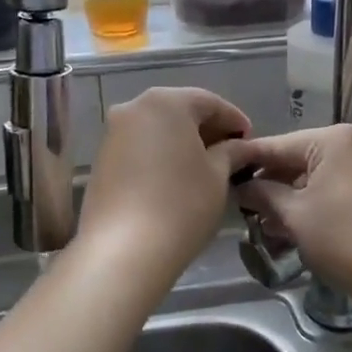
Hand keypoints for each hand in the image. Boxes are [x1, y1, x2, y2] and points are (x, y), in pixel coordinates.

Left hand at [77, 87, 253, 277]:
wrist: (123, 249)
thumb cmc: (181, 205)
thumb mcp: (217, 175)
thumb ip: (231, 152)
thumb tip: (241, 146)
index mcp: (166, 102)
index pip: (209, 102)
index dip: (234, 120)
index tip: (250, 140)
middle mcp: (134, 107)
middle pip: (179, 111)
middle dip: (206, 129)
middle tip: (230, 153)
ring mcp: (113, 133)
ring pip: (157, 129)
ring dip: (182, 142)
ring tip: (205, 167)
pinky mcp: (102, 159)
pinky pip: (140, 147)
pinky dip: (160, 154)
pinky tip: (176, 177)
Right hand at [234, 125, 351, 307]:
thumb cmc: (347, 240)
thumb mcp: (295, 216)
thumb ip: (263, 194)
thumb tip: (243, 186)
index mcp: (335, 138)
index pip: (277, 146)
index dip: (248, 163)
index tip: (224, 176)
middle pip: (304, 157)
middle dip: (275, 183)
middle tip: (248, 208)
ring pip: (326, 172)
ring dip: (300, 195)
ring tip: (274, 223)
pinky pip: (348, 183)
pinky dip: (326, 198)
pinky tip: (309, 223)